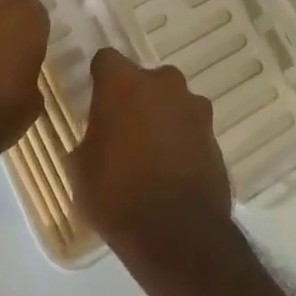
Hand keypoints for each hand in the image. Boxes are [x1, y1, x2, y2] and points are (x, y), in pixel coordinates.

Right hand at [70, 48, 232, 263]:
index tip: (96, 99)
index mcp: (123, 84)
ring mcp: (193, 107)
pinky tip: (173, 170)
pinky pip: (191, 128)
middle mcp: (162, 83)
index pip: (107, 60)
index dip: (100, 79)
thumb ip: (89, 140)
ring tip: (152, 154)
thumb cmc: (116, 196)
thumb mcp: (80, 170)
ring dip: (163, 117)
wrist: (177, 234)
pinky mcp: (214, 135)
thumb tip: (96, 139)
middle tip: (124, 130)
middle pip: (145, 79)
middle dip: (136, 98)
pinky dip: (182, 140)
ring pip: (172, 101)